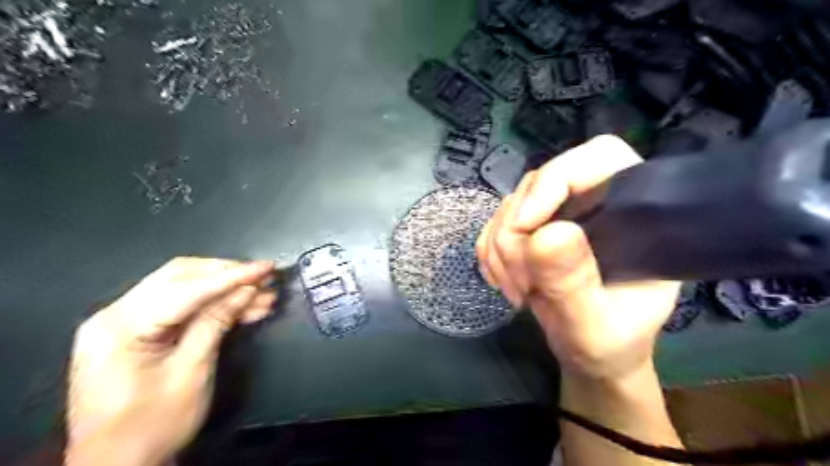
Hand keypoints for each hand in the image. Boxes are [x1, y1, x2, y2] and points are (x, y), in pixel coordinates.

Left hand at [63, 257, 275, 462]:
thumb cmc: (152, 426)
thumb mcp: (191, 372)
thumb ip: (216, 323)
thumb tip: (246, 290)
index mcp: (121, 326)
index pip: (188, 288)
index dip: (233, 276)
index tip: (267, 267)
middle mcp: (116, 314)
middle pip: (181, 276)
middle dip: (229, 275)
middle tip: (266, 278)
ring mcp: (125, 322)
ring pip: (185, 287)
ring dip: (227, 290)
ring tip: (265, 296)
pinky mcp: (139, 332)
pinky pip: (182, 306)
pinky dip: (214, 305)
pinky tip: (245, 309)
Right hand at [474, 134, 679, 381]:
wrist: (591, 356)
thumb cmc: (610, 344)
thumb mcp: (595, 325)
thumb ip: (574, 283)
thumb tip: (545, 234)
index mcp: (634, 213)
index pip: (598, 158)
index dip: (556, 179)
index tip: (527, 226)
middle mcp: (593, 203)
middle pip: (538, 184)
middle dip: (516, 234)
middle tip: (522, 283)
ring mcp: (557, 215)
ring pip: (509, 206)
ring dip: (501, 251)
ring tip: (518, 291)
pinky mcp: (531, 230)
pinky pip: (493, 226)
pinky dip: (490, 255)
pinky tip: (505, 283)